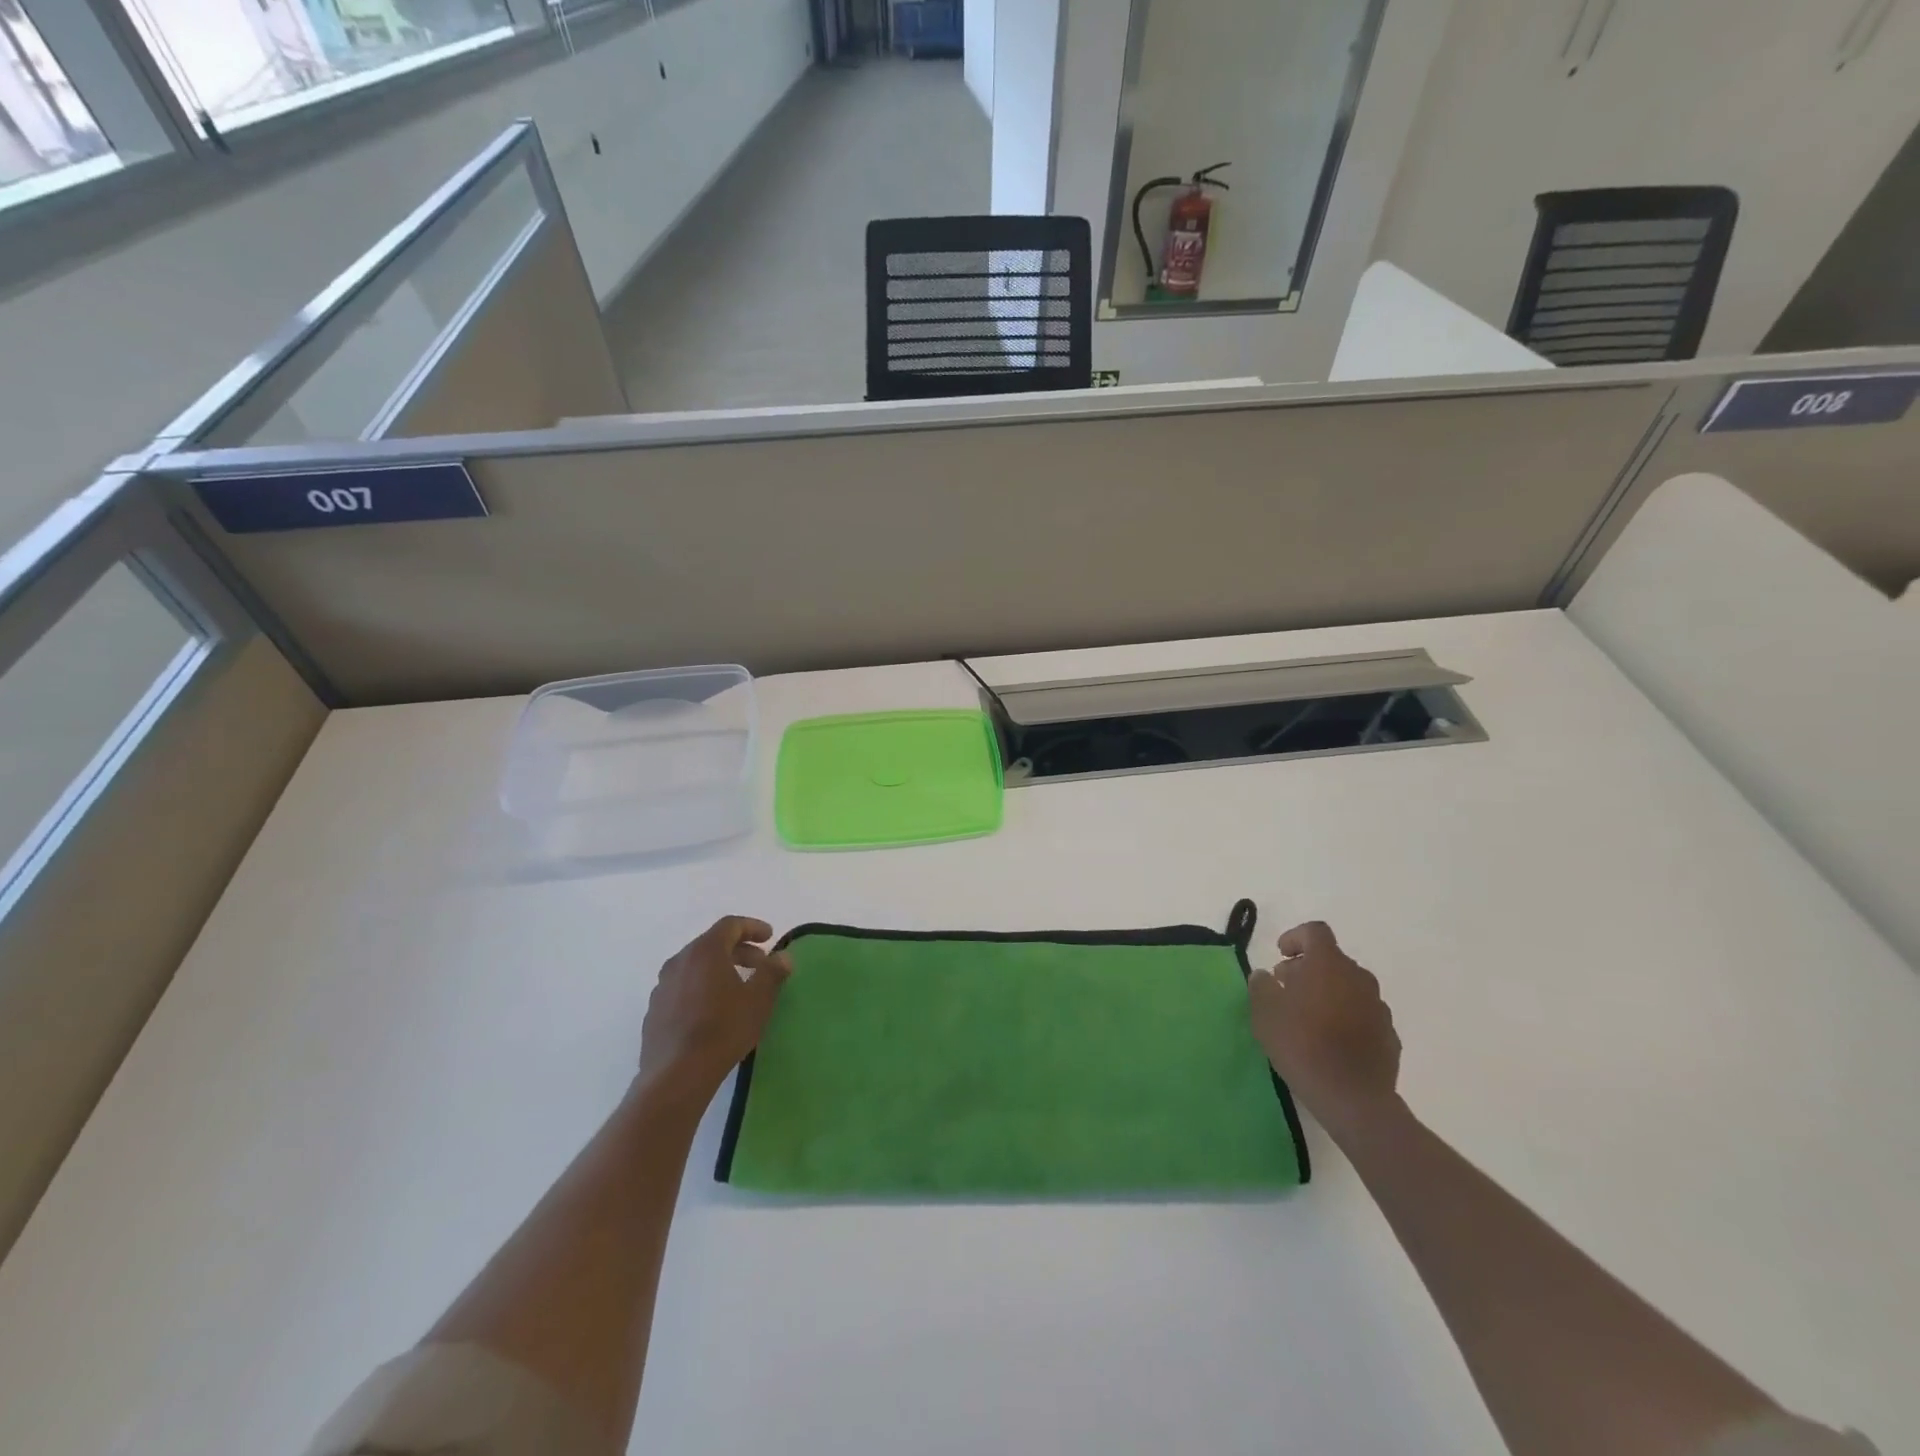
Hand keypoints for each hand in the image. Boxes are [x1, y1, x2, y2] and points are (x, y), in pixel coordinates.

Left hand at [638, 916, 791, 1101]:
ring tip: (737, 988)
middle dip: (739, 950)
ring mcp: (662, 986)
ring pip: (695, 966)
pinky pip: (682, 988)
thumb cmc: (723, 1029)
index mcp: (705, 951)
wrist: (676, 1075)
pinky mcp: (654, 1010)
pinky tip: (712, 1011)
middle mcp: (679, 961)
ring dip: (719, 969)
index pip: (730, 925)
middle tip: (760, 965)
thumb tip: (783, 956)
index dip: (752, 927)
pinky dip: (701, 988)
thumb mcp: (758, 1000)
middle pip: (712, 944)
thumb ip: (772, 973)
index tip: (770, 937)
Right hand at [1249, 920, 1400, 1142]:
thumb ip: (1261, 986)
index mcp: (1328, 964)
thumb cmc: (1302, 1045)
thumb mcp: (1265, 1013)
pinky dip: (1346, 1017)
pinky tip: (1330, 1041)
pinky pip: (1362, 1014)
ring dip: (1328, 993)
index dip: (1295, 937)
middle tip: (1286, 989)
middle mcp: (1358, 977)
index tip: (1280, 955)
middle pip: (1332, 960)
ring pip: (1349, 987)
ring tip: (1307, 1017)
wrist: (1353, 1098)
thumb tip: (1265, 976)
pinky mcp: (1389, 1035)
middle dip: (1308, 968)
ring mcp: (1378, 1006)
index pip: (1315, 932)